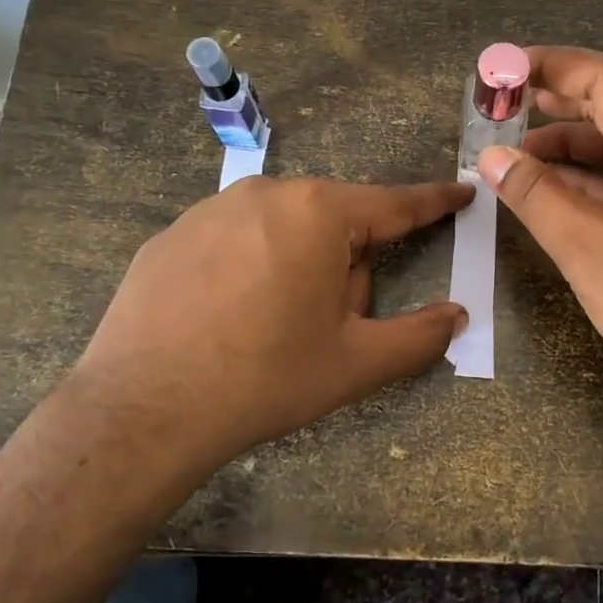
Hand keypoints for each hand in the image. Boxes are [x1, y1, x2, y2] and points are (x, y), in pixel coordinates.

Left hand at [55, 175, 472, 468]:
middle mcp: (266, 193)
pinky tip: (224, 320)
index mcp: (319, 213)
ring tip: (269, 327)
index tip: (461, 191)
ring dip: (296, 266)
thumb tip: (456, 316)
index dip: (434, 201)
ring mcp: (210, 209)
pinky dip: (247, 269)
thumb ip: (419, 336)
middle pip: (333, 223)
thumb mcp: (356, 363)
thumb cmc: (264, 378)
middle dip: (345, 264)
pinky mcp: (171, 234)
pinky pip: (234, 241)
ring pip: (282, 230)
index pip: (394, 203)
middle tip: (326, 324)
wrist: (141, 411)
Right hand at [476, 47, 602, 416]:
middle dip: (556, 105)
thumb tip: (490, 157)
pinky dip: (597, 176)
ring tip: (517, 158)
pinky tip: (556, 187)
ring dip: (573, 146)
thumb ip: (536, 195)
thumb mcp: (590, 251)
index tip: (499, 69)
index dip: (548, 68)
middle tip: (500, 108)